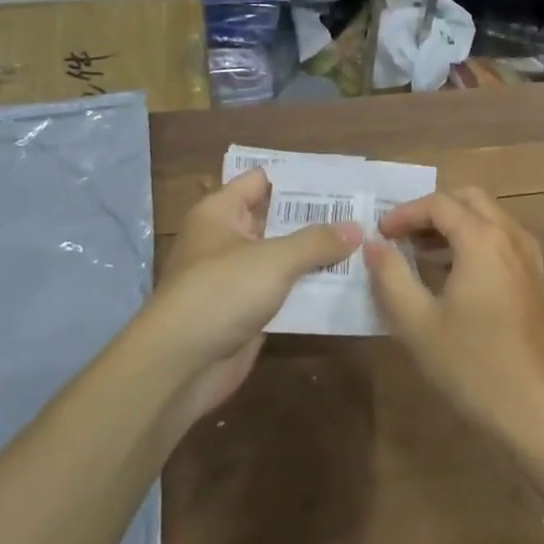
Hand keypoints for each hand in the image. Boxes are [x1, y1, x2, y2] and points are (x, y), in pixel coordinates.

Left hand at [146, 168, 360, 426]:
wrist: (179, 366)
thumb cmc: (221, 292)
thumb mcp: (274, 259)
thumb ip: (316, 241)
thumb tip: (356, 227)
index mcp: (220, 212)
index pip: (262, 180)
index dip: (298, 178)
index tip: (339, 178)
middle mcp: (227, 239)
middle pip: (277, 219)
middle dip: (316, 218)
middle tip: (362, 212)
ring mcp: (236, 278)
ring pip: (283, 258)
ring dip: (317, 256)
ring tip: (364, 245)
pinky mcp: (246, 312)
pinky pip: (284, 293)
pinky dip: (310, 289)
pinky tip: (347, 285)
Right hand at [364, 188, 543, 438]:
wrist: (538, 410)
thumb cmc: (473, 365)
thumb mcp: (417, 323)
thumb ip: (391, 276)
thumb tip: (374, 244)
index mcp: (482, 239)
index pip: (438, 203)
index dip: (405, 213)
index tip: (380, 235)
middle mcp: (511, 235)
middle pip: (469, 199)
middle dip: (433, 210)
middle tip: (403, 236)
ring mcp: (530, 256)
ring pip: (490, 217)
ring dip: (455, 225)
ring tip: (422, 255)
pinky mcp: (538, 277)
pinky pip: (503, 239)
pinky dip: (476, 241)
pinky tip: (455, 276)